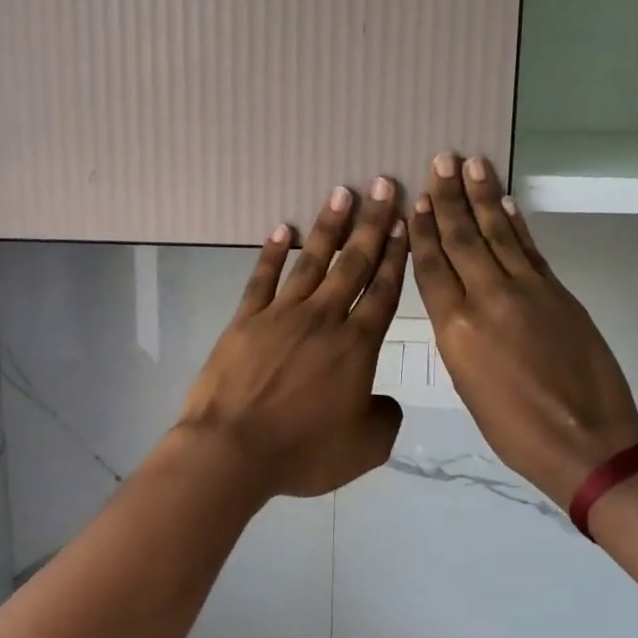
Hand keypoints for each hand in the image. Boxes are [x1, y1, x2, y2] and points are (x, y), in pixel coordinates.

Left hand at [175, 179, 409, 498]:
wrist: (232, 449)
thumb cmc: (301, 451)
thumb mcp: (364, 449)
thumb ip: (386, 419)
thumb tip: (385, 401)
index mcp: (356, 346)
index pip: (382, 291)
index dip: (396, 254)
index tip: (405, 221)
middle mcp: (323, 319)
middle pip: (352, 264)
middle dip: (371, 224)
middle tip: (383, 185)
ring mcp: (281, 314)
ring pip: (311, 261)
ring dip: (328, 227)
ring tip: (341, 193)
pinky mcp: (246, 319)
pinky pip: (263, 277)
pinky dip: (273, 252)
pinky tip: (283, 229)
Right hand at [408, 154, 637, 508]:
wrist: (586, 440)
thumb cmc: (513, 428)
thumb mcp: (466, 383)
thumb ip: (457, 334)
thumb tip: (455, 300)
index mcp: (455, 328)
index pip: (431, 266)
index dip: (423, 229)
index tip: (418, 199)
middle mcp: (486, 298)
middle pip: (462, 238)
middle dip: (450, 197)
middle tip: (441, 160)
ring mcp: (526, 290)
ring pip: (497, 233)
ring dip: (482, 196)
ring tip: (470, 164)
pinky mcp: (557, 291)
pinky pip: (529, 248)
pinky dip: (515, 222)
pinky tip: (504, 202)